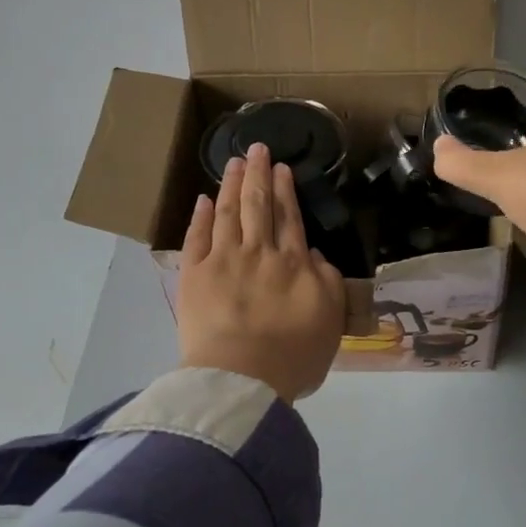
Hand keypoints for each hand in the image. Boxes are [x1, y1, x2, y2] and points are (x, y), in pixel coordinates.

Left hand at [177, 142, 345, 401]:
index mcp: (294, 264)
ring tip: (234, 162)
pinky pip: (197, 237)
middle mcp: (259, 253)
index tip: (282, 168)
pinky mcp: (194, 275)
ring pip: (228, 213)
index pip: (289, 219)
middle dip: (258, 175)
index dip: (286, 191)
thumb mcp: (331, 322)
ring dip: (231, 184)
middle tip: (257, 148)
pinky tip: (204, 200)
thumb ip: (328, 282)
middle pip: (258, 206)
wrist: (243, 378)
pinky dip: (201, 216)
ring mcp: (223, 261)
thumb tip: (313, 254)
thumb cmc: (293, 357)